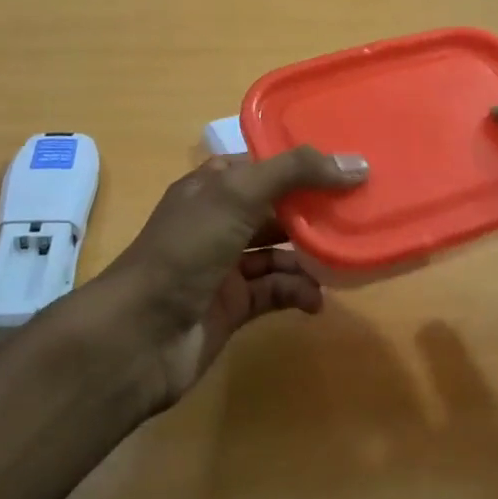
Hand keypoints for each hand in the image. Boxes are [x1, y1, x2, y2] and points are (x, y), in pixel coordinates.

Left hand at [89, 148, 367, 411]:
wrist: (139, 335)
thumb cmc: (186, 250)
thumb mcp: (238, 195)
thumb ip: (295, 173)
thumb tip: (356, 164)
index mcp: (211, 186)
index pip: (262, 164)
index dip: (301, 162)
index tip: (347, 163)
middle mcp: (218, 221)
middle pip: (274, 207)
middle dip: (312, 209)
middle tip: (358, 211)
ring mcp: (224, 265)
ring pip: (278, 251)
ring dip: (309, 255)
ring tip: (344, 258)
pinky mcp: (232, 306)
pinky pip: (274, 291)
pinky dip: (296, 292)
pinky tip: (316, 301)